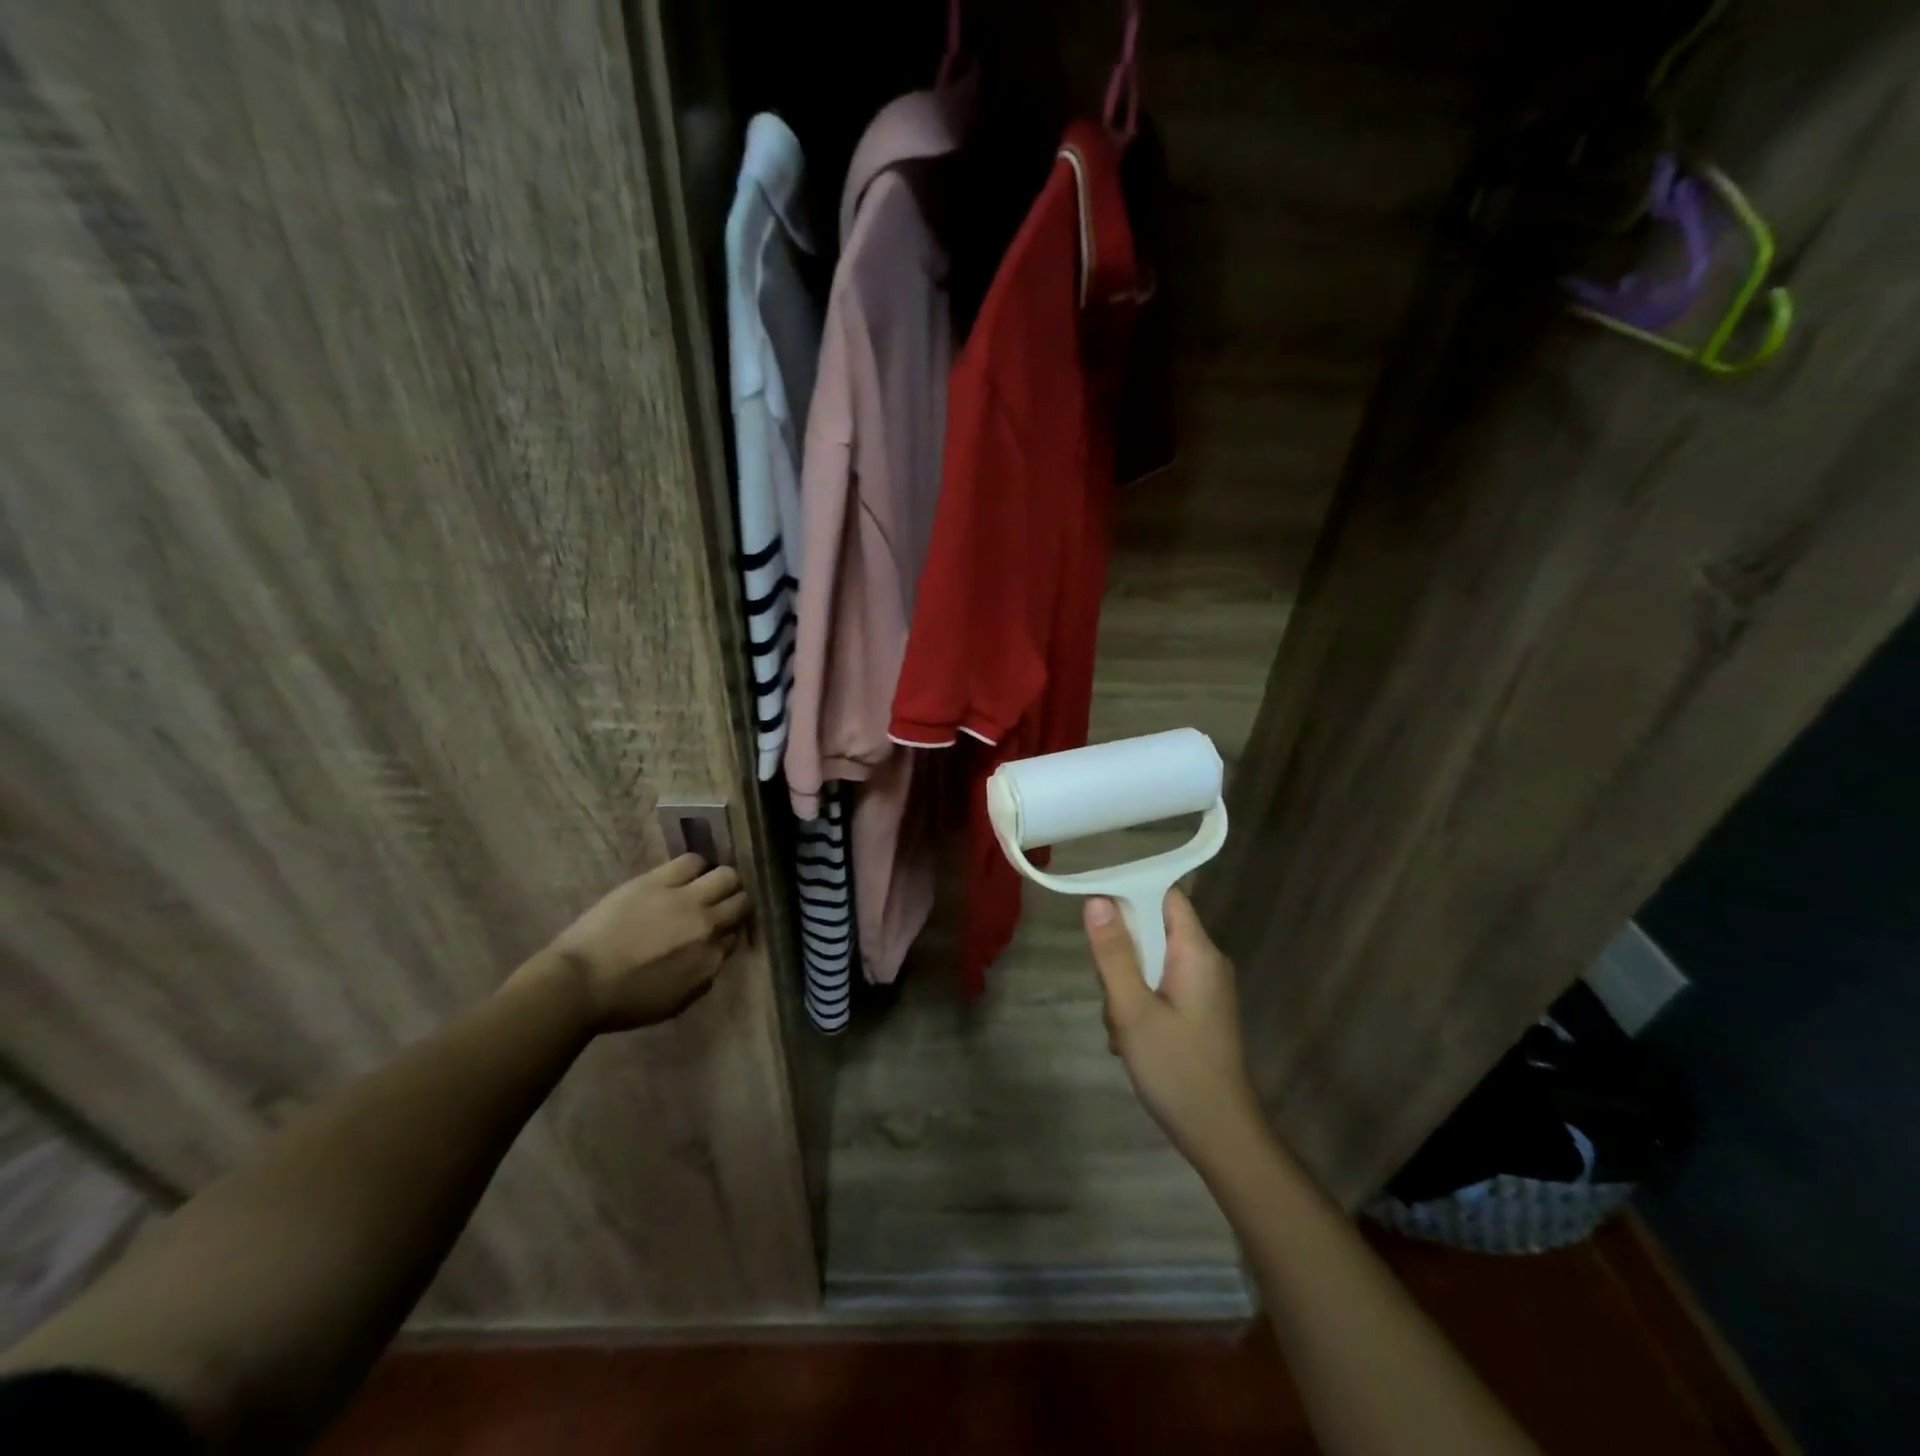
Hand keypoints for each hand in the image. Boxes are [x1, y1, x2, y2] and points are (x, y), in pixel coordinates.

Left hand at [537, 854, 749, 1031]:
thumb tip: (714, 953)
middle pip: (740, 902)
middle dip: (734, 903)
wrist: (579, 984)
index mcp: (711, 960)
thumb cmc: (624, 1002)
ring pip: (726, 876)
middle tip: (720, 905)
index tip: (718, 932)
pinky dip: (696, 866)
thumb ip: (704, 974)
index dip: (727, 932)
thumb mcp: (677, 1000)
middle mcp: (708, 926)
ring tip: (707, 885)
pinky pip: (692, 861)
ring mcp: (686, 900)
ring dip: (721, 882)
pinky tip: (686, 874)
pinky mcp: (660, 881)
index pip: (735, 936)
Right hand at [1085, 890, 1265, 1169]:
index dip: (1131, 893)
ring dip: (1127, 983)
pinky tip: (1129, 1036)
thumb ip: (1113, 953)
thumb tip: (1097, 900)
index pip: (1166, 895)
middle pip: (1155, 928)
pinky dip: (1140, 1000)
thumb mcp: (1132, 1010)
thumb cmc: (1175, 1068)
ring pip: (1153, 959)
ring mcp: (1205, 987)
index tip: (1096, 913)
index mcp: (1196, 952)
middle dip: (1123, 952)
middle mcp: (1206, 961)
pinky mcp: (1200, 1009)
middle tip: (1109, 989)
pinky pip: (1162, 983)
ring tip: (1119, 1024)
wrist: (1220, 1134)